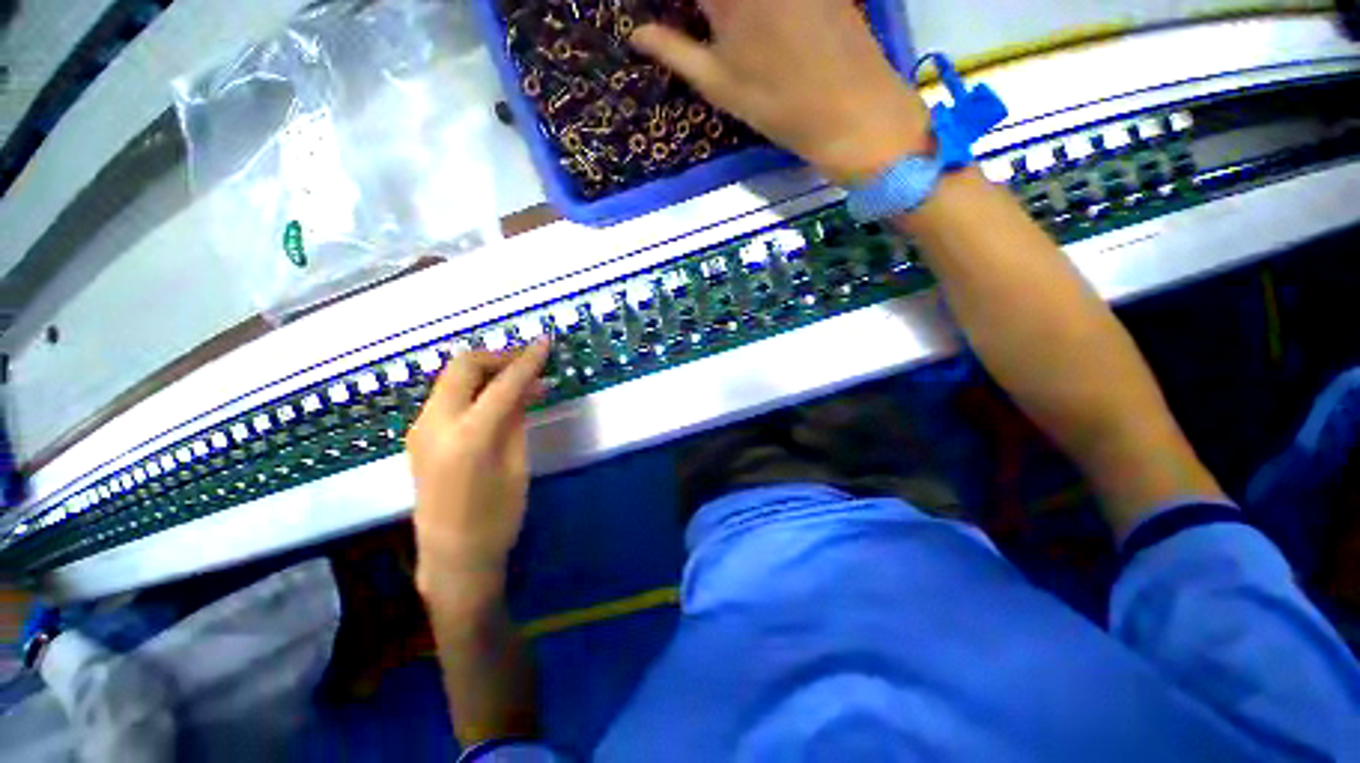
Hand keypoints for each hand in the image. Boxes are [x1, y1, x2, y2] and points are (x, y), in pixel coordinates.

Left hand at [407, 340, 550, 599]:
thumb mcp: (517, 464)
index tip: (546, 342)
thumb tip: (528, 386)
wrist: (453, 558)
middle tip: (529, 363)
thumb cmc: (497, 517)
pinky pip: (448, 398)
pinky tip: (498, 401)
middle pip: (463, 366)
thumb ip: (518, 418)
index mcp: (468, 435)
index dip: (528, 360)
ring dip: (487, 372)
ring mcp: (421, 429)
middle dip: (498, 357)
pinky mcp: (419, 436)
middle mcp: (435, 423)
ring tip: (521, 383)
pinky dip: (475, 390)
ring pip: (453, 379)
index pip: (503, 383)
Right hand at [630, 0, 931, 184]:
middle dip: (702, 11)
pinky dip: (756, 10)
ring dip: (728, 13)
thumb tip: (636, 35)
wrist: (851, 108)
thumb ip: (673, 50)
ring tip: (721, 30)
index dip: (673, 8)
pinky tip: (759, 29)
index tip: (671, 20)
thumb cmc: (776, 103)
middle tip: (698, 27)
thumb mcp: (718, 83)